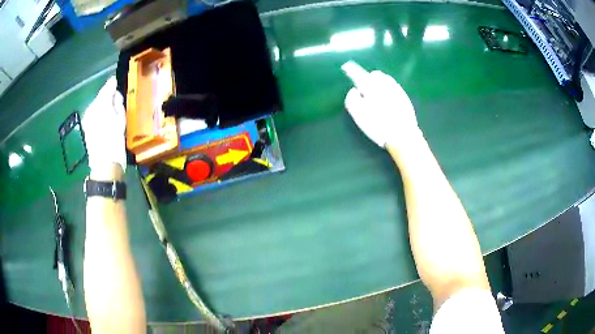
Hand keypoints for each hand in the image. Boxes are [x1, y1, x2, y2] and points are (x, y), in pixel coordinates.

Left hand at [82, 76, 126, 175]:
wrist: (104, 164)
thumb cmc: (115, 141)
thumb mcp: (121, 119)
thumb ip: (117, 102)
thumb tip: (115, 95)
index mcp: (101, 105)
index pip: (106, 89)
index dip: (112, 85)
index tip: (115, 81)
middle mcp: (91, 109)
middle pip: (100, 98)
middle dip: (107, 97)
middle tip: (115, 99)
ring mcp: (87, 118)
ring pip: (96, 106)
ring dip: (103, 106)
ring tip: (111, 111)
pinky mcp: (86, 127)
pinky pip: (93, 115)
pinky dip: (99, 114)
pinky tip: (104, 120)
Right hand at [343, 61, 421, 148]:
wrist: (403, 135)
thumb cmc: (378, 125)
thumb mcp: (358, 115)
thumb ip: (352, 99)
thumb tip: (355, 90)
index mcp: (371, 87)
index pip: (358, 74)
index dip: (351, 69)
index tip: (346, 67)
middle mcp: (385, 84)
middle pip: (375, 75)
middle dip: (368, 78)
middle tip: (365, 89)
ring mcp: (397, 90)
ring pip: (386, 80)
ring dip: (379, 83)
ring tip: (376, 94)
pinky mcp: (405, 98)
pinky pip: (394, 87)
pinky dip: (388, 90)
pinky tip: (387, 100)